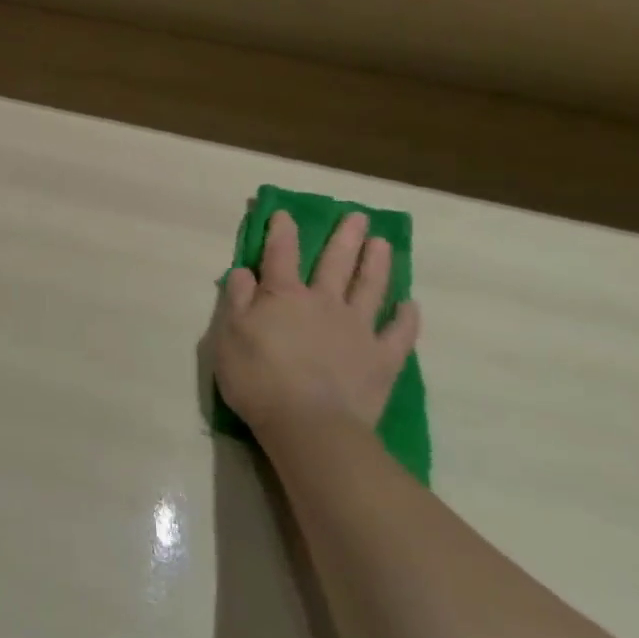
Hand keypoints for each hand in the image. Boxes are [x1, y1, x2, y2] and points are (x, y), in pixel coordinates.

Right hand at [213, 210, 419, 443]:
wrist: (309, 425)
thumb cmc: (258, 379)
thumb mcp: (228, 337)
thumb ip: (236, 300)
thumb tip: (243, 271)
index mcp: (283, 295)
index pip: (280, 254)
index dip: (281, 231)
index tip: (285, 213)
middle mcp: (324, 302)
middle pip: (335, 262)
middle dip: (344, 237)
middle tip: (356, 216)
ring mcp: (357, 329)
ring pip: (370, 287)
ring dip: (377, 263)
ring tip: (383, 243)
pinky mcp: (382, 359)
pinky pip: (399, 333)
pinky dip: (406, 317)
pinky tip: (410, 305)